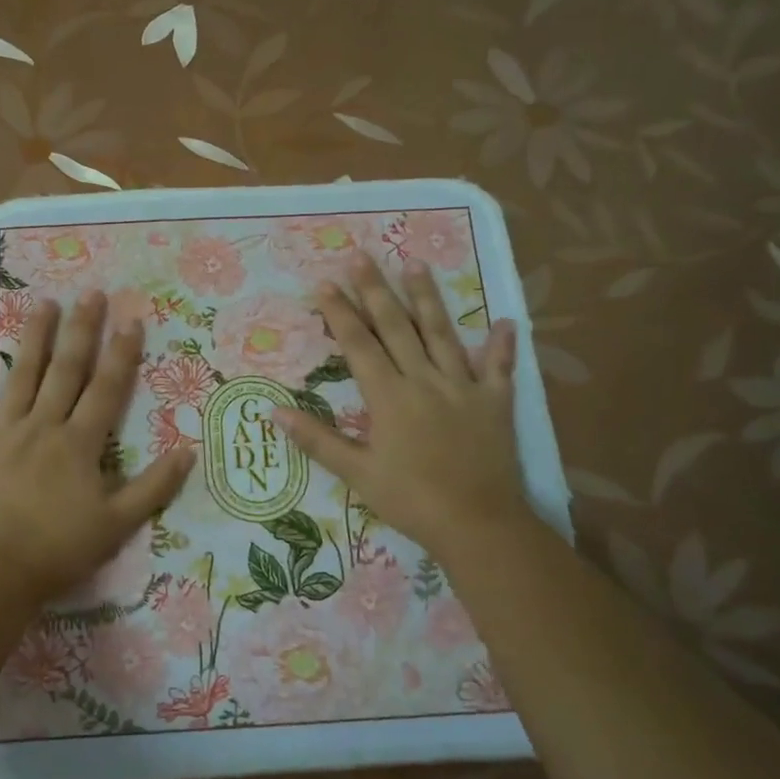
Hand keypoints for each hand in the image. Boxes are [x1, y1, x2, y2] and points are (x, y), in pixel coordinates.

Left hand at [0, 292, 193, 603]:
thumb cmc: (60, 550)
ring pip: (21, 377)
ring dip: (34, 339)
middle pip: (65, 371)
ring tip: (42, 303)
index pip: (107, 389)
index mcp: (79, 443)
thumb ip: (154, 487)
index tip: (131, 320)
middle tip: (91, 294)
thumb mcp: (118, 524)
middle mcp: (43, 426)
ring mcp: (3, 433)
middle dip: (81, 331)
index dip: (122, 354)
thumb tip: (189, 451)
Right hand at [272, 255, 532, 564]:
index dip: (341, 312)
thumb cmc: (410, 499)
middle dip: (376, 290)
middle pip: (398, 327)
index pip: (360, 344)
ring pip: (443, 334)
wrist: (477, 523)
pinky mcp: (495, 402)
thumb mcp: (357, 474)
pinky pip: (499, 368)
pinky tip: (504, 321)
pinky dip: (501, 346)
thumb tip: (275, 413)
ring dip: (428, 298)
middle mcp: (425, 380)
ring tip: (416, 265)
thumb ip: (317, 440)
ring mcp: (464, 387)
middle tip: (363, 256)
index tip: (326, 283)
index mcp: (390, 396)